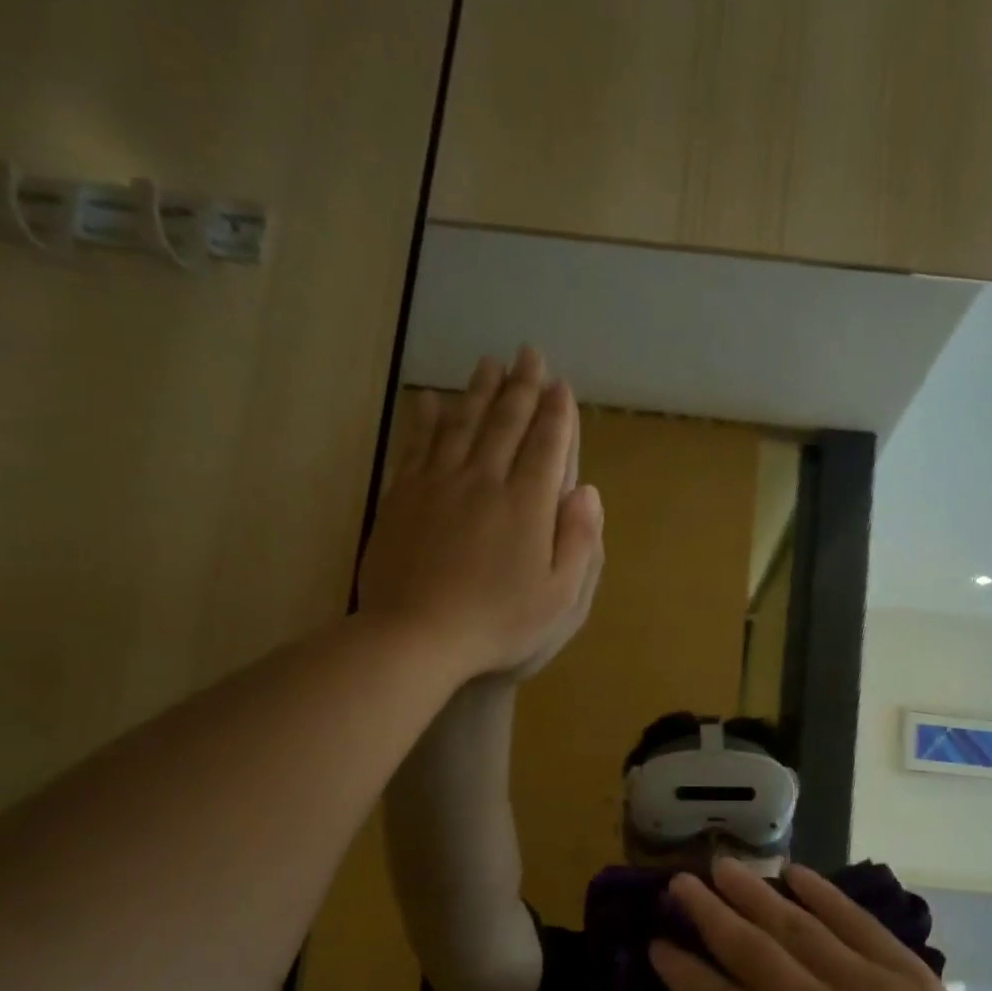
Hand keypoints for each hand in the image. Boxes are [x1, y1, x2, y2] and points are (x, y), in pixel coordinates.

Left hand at [359, 348, 602, 679]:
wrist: (416, 636)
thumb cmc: (499, 623)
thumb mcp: (560, 597)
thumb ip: (580, 541)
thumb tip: (588, 491)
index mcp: (528, 505)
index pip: (547, 446)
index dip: (557, 414)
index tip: (562, 385)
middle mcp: (484, 481)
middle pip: (505, 423)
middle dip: (522, 386)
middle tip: (529, 354)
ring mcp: (438, 485)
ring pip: (462, 424)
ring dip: (478, 391)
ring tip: (489, 363)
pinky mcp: (403, 496)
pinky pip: (417, 445)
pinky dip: (425, 418)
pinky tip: (429, 398)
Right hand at [650, 859, 991, 990]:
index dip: (686, 974)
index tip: (657, 943)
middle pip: (755, 954)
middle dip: (710, 914)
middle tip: (679, 883)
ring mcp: (869, 986)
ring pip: (798, 927)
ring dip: (754, 892)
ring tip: (721, 866)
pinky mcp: (905, 968)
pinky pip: (855, 920)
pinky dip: (822, 893)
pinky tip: (791, 871)